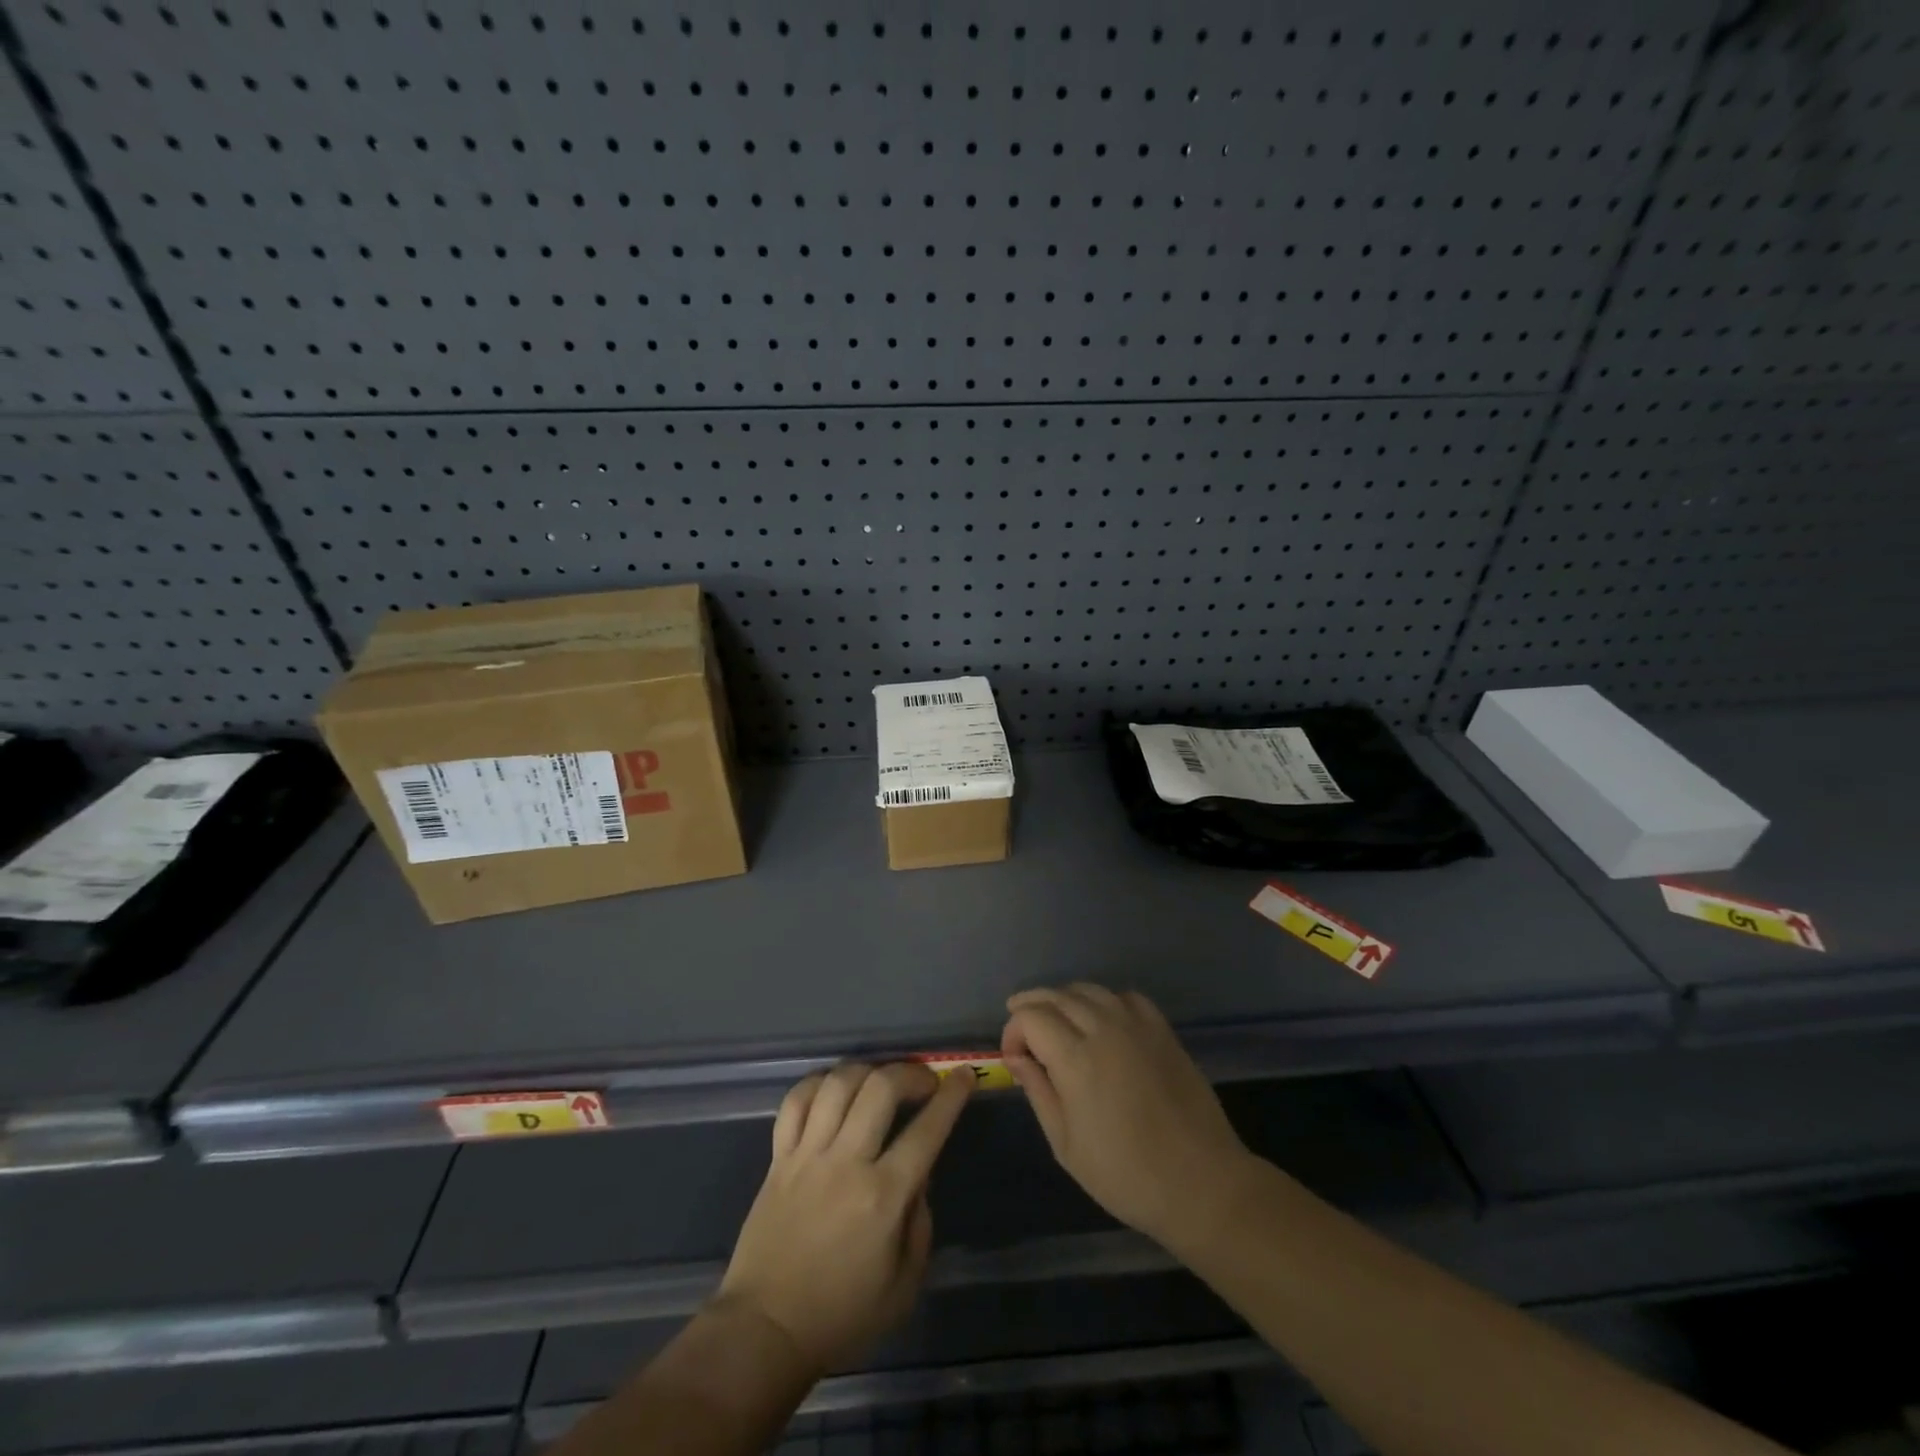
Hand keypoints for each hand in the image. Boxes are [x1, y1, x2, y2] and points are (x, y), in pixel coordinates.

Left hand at [715, 1062, 970, 1376]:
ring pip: (838, 1084)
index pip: (927, 1130)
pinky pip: (796, 1101)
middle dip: (910, 1073)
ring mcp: (808, 1155)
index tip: (962, 1075)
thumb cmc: (841, 1315)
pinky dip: (818, 1084)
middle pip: (881, 1088)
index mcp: (883, 1197)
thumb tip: (919, 1177)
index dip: (950, 1096)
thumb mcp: (903, 1286)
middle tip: (923, 1081)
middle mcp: (846, 1163)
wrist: (765, 1330)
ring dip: (867, 1071)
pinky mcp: (778, 1157)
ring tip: (879, 1081)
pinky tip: (833, 1089)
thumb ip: (919, 1223)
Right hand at [1002, 984, 1252, 1249]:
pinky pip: (1126, 997)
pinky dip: (1105, 1001)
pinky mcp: (1163, 1030)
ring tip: (1057, 1021)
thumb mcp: (1066, 1144)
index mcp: (1076, 1059)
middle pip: (1057, 996)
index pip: (1031, 1017)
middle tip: (1023, 1031)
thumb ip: (1038, 1092)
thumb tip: (1016, 1058)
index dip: (1013, 1030)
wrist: (1200, 1183)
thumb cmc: (1126, 1175)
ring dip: (1065, 999)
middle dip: (1032, 1007)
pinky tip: (1103, 1021)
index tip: (1013, 1057)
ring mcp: (1137, 1026)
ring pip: (1089, 990)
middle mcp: (1104, 1029)